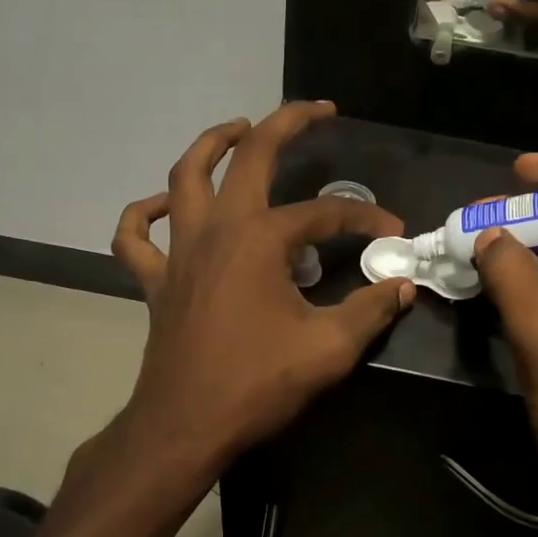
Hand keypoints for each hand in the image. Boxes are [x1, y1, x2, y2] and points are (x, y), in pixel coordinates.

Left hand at [110, 102, 415, 488]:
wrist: (186, 425)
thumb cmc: (256, 383)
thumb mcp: (328, 348)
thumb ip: (370, 310)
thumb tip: (402, 285)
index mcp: (259, 240)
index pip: (323, 214)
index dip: (362, 219)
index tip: (393, 233)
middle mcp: (215, 229)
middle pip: (247, 157)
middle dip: (284, 125)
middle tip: (315, 111)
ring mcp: (178, 251)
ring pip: (183, 177)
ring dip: (210, 145)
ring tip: (237, 129)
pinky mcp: (156, 279)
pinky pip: (135, 236)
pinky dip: (143, 214)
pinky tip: (161, 205)